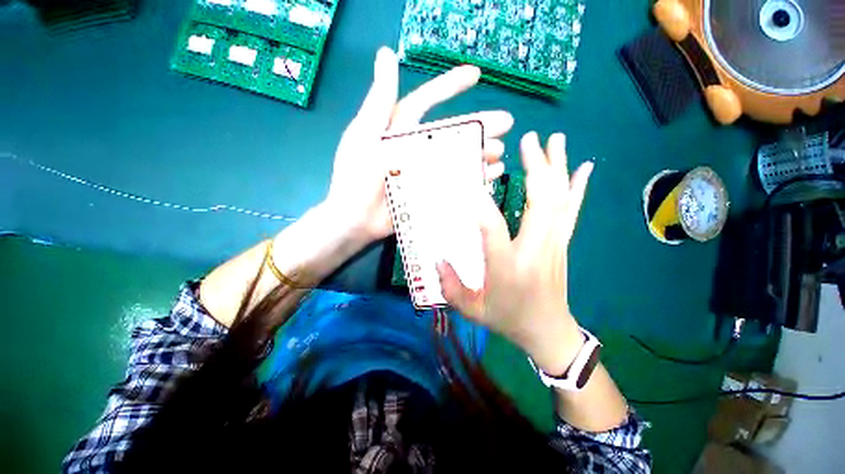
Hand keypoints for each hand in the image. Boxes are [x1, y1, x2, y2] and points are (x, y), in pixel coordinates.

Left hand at [323, 47, 512, 244]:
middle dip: (479, 125)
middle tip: (507, 123)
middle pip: (452, 132)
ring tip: (500, 153)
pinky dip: (473, 178)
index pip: (428, 102)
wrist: (356, 218)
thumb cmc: (357, 176)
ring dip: (480, 153)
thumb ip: (379, 100)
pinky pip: (456, 182)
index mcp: (400, 130)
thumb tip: (386, 54)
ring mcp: (425, 171)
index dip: (450, 87)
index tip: (476, 76)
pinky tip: (491, 175)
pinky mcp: (430, 191)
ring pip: (458, 157)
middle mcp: (416, 147)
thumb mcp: (365, 135)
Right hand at [437, 132, 593, 375]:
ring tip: (555, 139)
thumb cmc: (508, 319)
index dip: (482, 205)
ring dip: (557, 168)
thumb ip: (451, 286)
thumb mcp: (472, 310)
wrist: (549, 332)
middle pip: (540, 203)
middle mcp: (535, 251)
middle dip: (535, 168)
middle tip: (528, 139)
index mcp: (508, 268)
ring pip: (558, 200)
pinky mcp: (562, 243)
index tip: (471, 181)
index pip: (493, 230)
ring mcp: (554, 244)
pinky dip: (578, 187)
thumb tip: (437, 258)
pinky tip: (585, 167)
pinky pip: (571, 210)